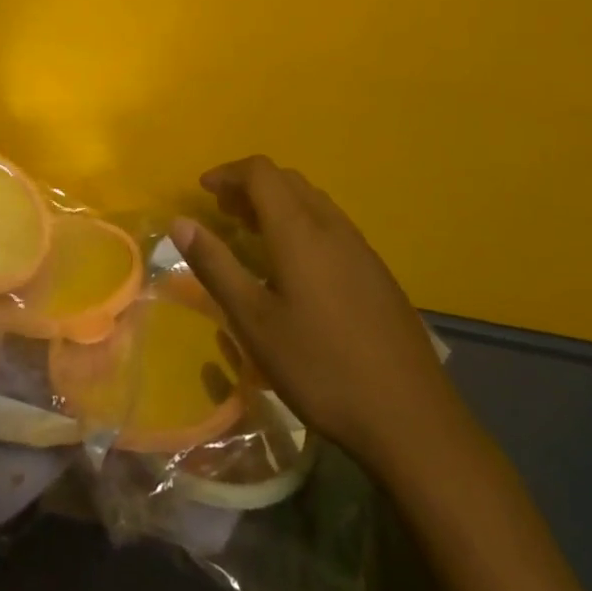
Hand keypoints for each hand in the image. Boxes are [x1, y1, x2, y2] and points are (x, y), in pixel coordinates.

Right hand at [173, 156, 459, 466]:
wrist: (411, 417)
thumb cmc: (321, 367)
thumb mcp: (255, 322)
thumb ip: (216, 266)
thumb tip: (180, 222)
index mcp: (300, 231)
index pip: (261, 173)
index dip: (228, 173)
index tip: (202, 192)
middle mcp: (332, 227)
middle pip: (287, 180)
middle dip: (250, 186)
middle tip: (222, 212)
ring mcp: (360, 248)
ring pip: (311, 201)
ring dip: (276, 203)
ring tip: (251, 234)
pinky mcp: (377, 272)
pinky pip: (330, 224)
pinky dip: (300, 223)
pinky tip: (294, 267)